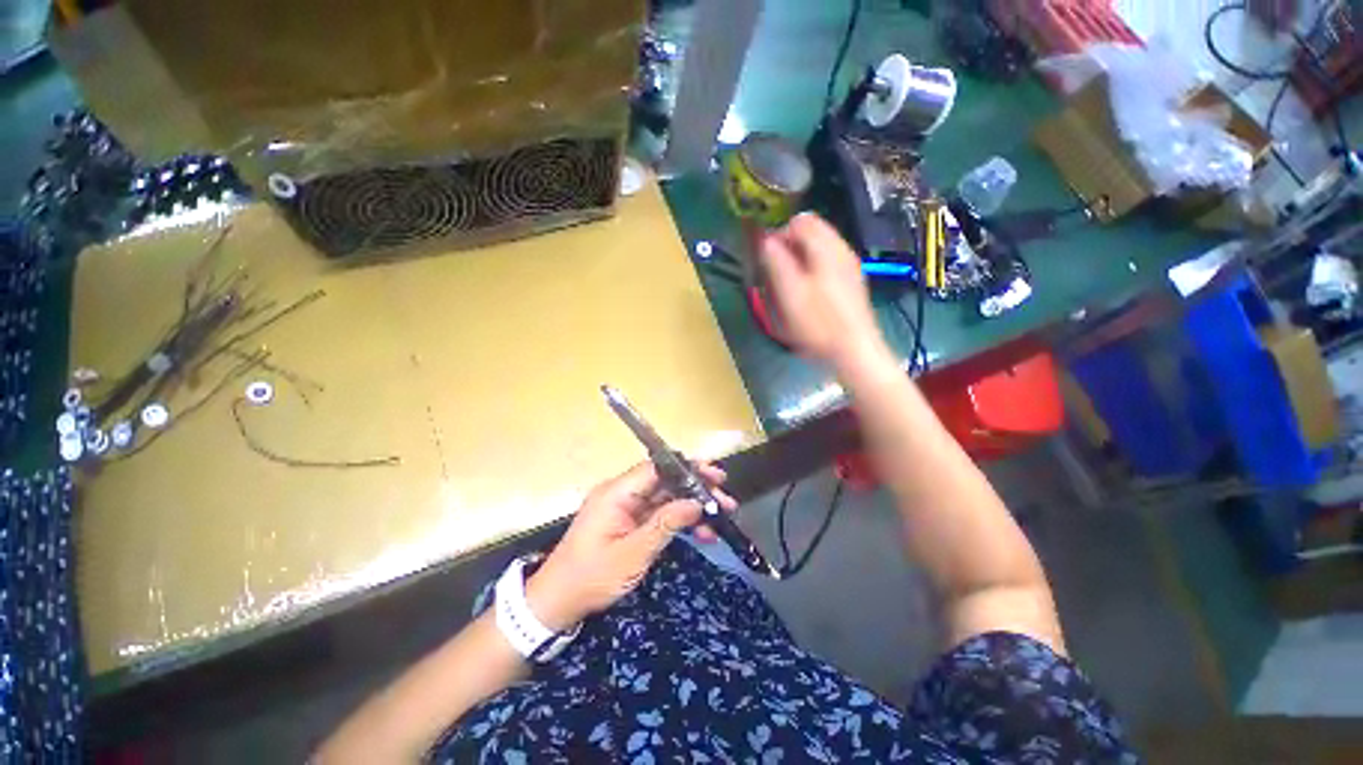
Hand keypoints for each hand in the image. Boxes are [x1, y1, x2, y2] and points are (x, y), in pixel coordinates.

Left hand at [526, 461, 734, 630]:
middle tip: (725, 495)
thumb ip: (665, 525)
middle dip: (696, 487)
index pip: (656, 468)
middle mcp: (622, 493)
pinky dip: (679, 521)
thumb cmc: (592, 577)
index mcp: (617, 492)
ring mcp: (626, 508)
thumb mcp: (632, 554)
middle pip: (665, 481)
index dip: (686, 468)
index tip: (713, 475)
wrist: (558, 601)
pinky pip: (659, 514)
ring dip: (692, 506)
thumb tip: (696, 503)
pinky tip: (702, 533)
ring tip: (722, 516)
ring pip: (666, 498)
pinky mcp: (629, 522)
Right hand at [759, 213, 890, 371]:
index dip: (779, 234)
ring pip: (819, 248)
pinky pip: (826, 263)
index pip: (800, 221)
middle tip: (776, 273)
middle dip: (789, 246)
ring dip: (799, 259)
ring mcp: (849, 265)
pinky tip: (807, 292)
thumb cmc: (818, 322)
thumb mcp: (790, 292)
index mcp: (827, 248)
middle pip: (811, 231)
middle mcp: (841, 250)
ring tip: (789, 284)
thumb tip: (765, 240)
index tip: (767, 258)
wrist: (854, 350)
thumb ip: (776, 262)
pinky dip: (812, 270)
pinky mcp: (851, 281)